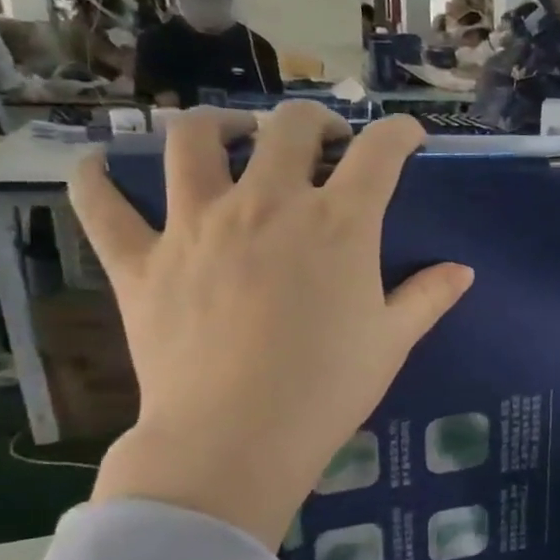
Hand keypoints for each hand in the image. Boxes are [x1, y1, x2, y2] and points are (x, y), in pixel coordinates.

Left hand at [69, 104, 473, 549]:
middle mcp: (267, 203)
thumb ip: (428, 297)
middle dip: (315, 121)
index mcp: (337, 223)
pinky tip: (101, 168)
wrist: (236, 438)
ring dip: (217, 126)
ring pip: (193, 140)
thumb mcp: (392, 342)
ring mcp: (197, 225)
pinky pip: (103, 205)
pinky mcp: (141, 260)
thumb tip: (462, 272)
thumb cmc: (328, 388)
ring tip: (231, 137)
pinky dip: (97, 180)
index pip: (379, 153)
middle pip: (289, 127)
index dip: (399, 133)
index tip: (408, 136)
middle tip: (324, 143)